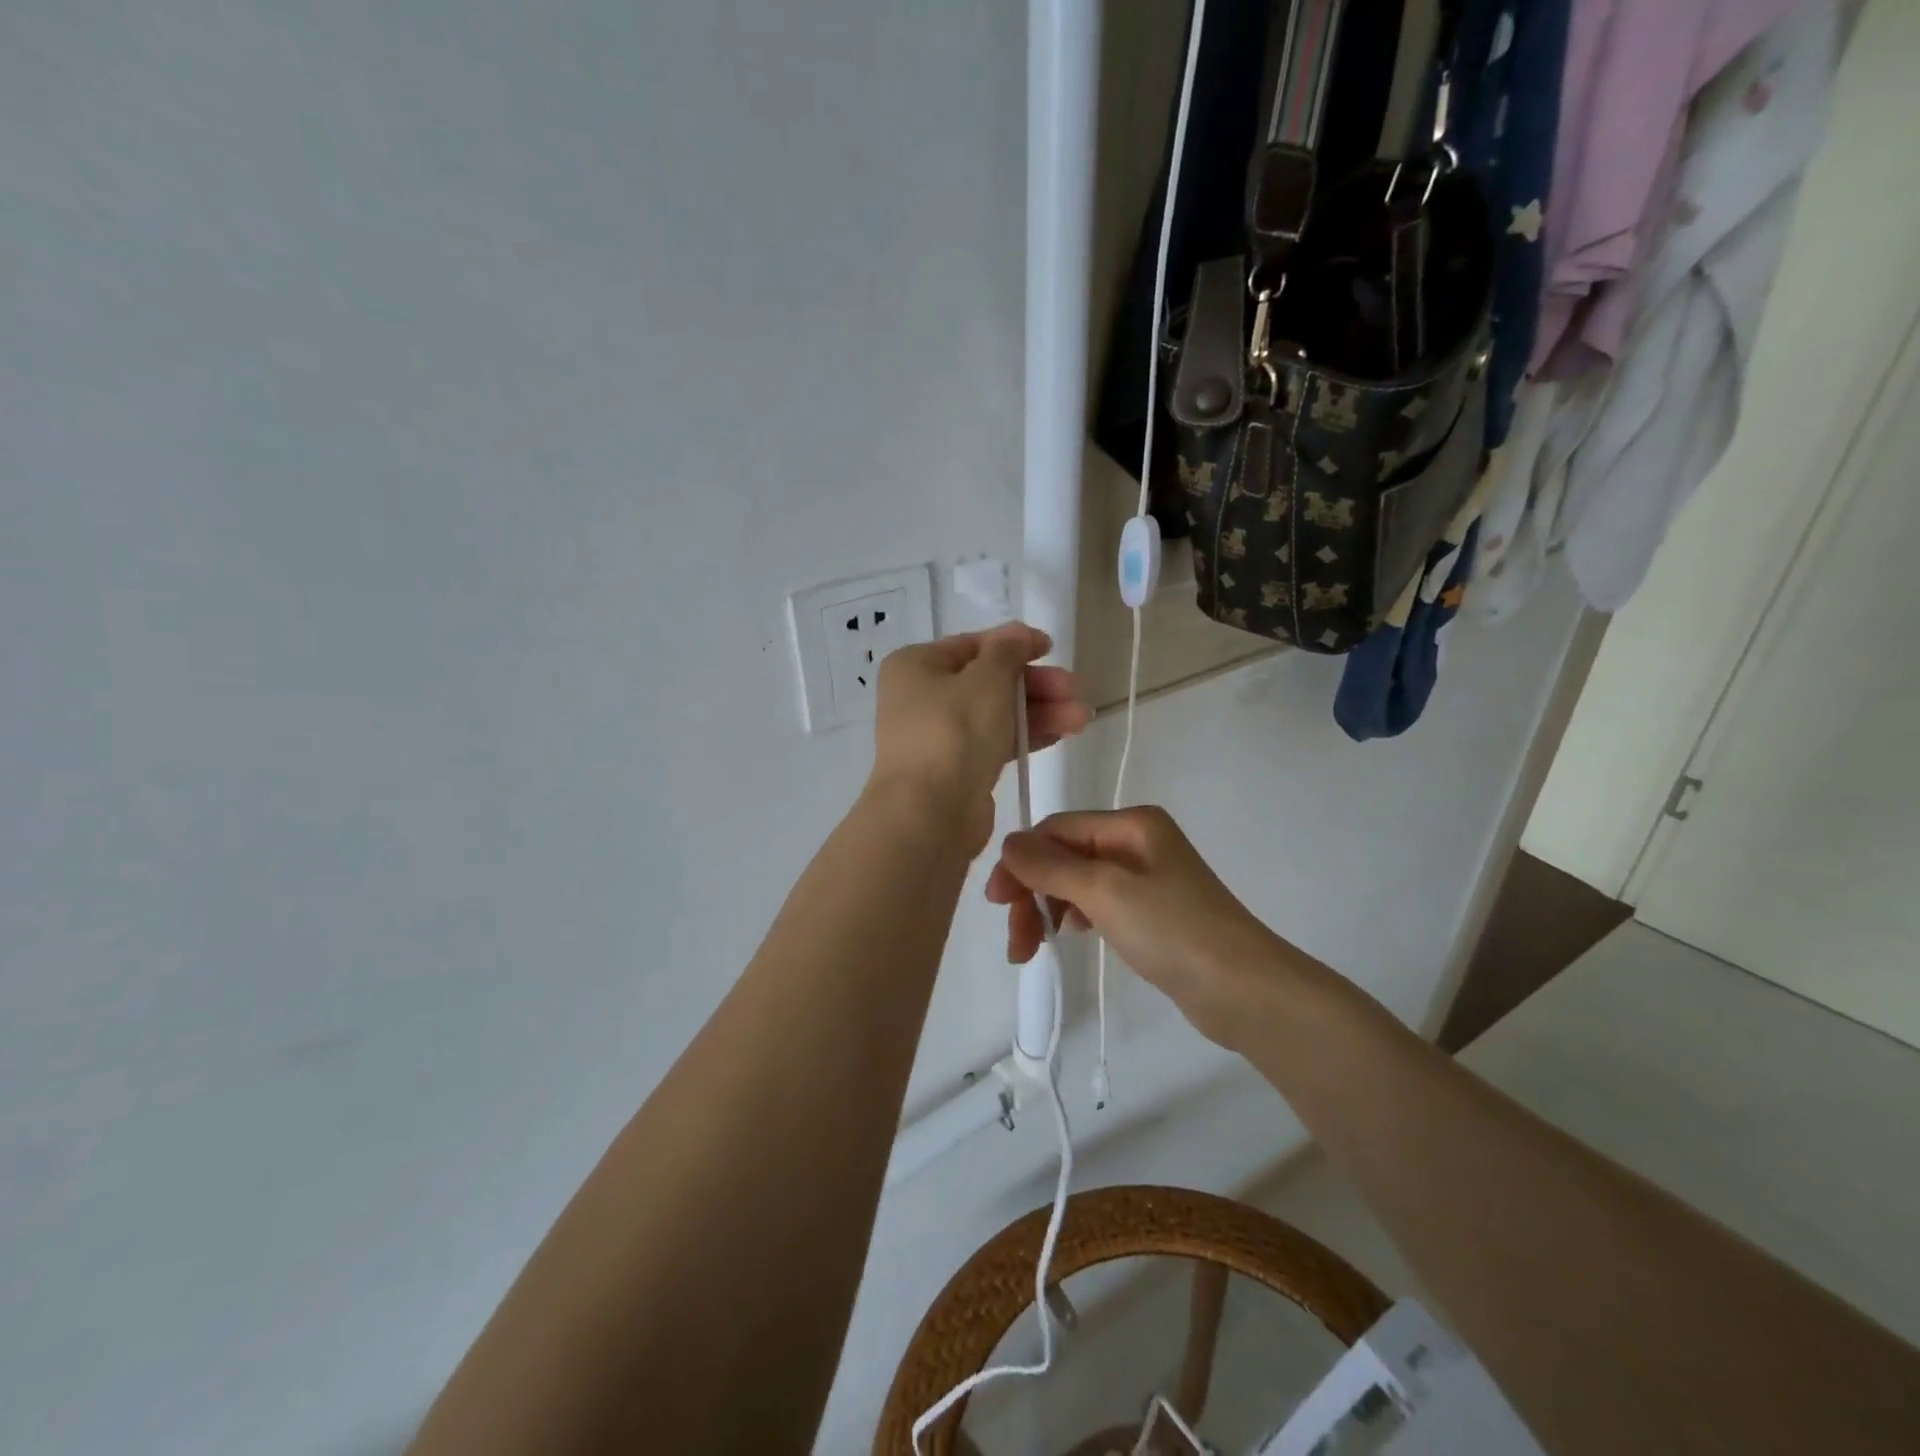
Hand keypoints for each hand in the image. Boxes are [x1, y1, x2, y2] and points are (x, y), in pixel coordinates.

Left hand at [867, 623, 1089, 856]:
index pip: (972, 646)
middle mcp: (921, 697)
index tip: (1051, 649)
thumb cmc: (953, 732)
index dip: (1014, 644)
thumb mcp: (986, 679)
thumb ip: (1007, 650)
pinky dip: (1024, 736)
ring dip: (1038, 712)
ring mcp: (938, 735)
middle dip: (1035, 685)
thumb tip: (1018, 632)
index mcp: (915, 666)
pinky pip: (994, 742)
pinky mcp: (955, 769)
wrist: (929, 814)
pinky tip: (1062, 734)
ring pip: (995, 713)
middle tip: (1074, 689)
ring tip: (1081, 718)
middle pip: (987, 681)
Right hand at [985, 806, 1317, 1048]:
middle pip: (1065, 855)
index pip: (1057, 829)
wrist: (1246, 991)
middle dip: (1032, 892)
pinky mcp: (1151, 912)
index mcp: (1131, 824)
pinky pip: (1098, 904)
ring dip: (1048, 909)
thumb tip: (1007, 844)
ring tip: (1032, 951)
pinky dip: (1074, 918)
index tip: (996, 904)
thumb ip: (1051, 866)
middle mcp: (1137, 842)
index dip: (1022, 861)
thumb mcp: (1105, 892)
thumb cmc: (1174, 931)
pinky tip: (1068, 937)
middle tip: (1015, 942)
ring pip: (1077, 882)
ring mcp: (1146, 878)